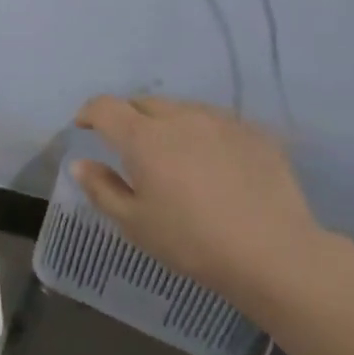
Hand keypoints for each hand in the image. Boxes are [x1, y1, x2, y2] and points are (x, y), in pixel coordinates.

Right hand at [72, 95, 329, 302]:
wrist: (271, 252)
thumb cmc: (190, 241)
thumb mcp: (134, 223)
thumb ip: (102, 188)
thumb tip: (81, 164)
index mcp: (144, 138)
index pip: (106, 107)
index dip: (90, 112)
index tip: (84, 126)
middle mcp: (182, 118)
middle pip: (145, 103)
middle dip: (127, 116)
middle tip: (125, 143)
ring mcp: (222, 121)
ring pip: (183, 109)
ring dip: (166, 122)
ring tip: (169, 152)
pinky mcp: (255, 133)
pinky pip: (216, 122)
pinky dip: (201, 133)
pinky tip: (210, 162)